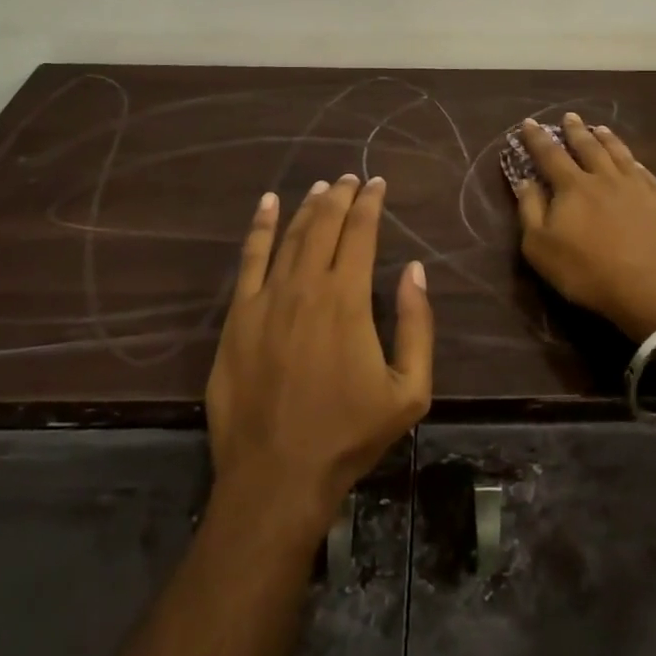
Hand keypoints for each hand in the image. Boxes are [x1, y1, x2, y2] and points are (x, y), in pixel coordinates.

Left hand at [206, 175, 433, 534]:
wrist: (277, 476)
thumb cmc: (348, 435)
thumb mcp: (409, 391)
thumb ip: (417, 324)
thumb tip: (414, 270)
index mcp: (347, 299)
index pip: (361, 232)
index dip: (370, 203)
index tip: (378, 184)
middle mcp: (306, 285)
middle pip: (324, 224)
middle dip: (341, 196)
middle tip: (351, 178)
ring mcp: (266, 297)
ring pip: (290, 235)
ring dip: (307, 206)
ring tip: (321, 187)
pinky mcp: (238, 315)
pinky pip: (249, 258)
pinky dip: (260, 226)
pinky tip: (267, 204)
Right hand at [512, 114, 655, 340]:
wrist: (654, 291)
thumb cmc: (588, 272)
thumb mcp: (541, 248)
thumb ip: (530, 211)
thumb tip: (525, 181)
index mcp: (573, 187)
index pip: (550, 155)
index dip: (537, 138)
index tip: (529, 122)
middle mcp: (605, 178)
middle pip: (587, 147)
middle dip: (575, 131)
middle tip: (569, 117)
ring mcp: (638, 188)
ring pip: (619, 154)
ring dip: (607, 139)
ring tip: (600, 129)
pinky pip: (646, 173)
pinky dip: (635, 162)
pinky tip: (635, 161)